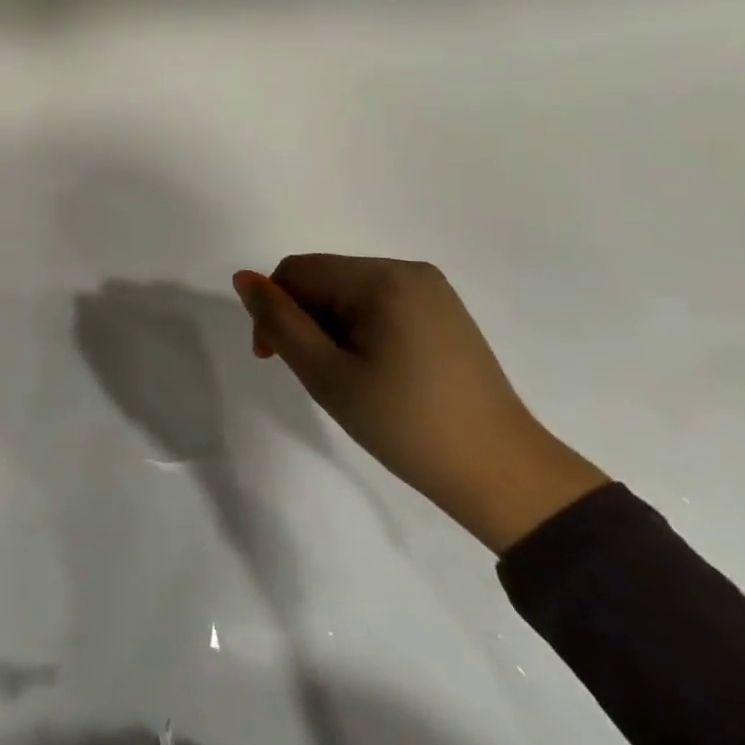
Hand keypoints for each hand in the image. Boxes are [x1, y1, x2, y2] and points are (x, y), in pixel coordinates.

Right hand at [232, 256, 608, 553]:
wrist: (501, 473)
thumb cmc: (405, 424)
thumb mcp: (327, 374)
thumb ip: (279, 322)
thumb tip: (243, 278)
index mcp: (382, 279)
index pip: (297, 272)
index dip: (273, 309)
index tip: (273, 359)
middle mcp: (409, 271)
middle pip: (324, 278)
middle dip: (303, 319)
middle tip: (313, 375)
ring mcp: (432, 291)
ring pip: (348, 292)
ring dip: (329, 327)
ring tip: (345, 378)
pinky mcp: (444, 313)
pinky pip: (379, 304)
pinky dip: (359, 330)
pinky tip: (373, 371)